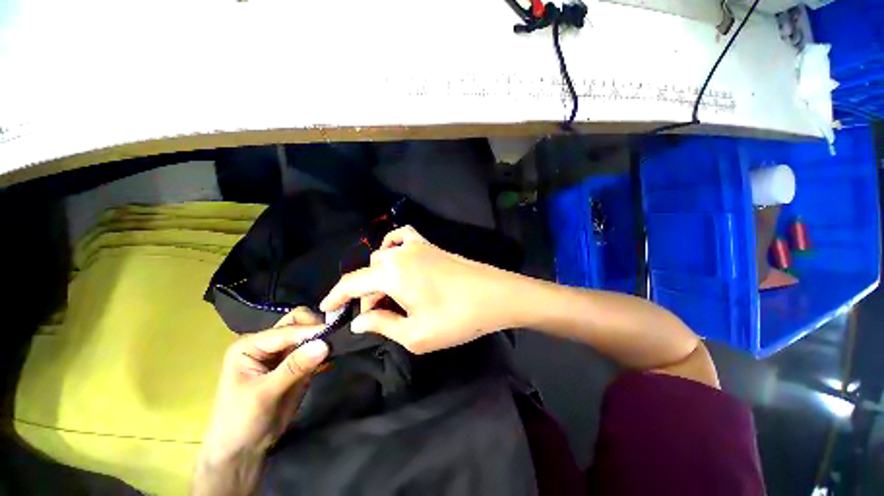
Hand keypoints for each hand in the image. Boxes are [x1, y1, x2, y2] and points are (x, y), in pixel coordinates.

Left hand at [193, 308, 328, 494]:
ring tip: (337, 347)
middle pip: (297, 324)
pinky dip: (323, 354)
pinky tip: (331, 362)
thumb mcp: (265, 394)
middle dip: (315, 328)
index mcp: (251, 345)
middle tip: (334, 338)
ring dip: (321, 340)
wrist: (242, 452)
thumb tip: (324, 344)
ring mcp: (282, 355)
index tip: (333, 335)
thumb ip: (294, 367)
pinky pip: (313, 352)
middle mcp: (267, 344)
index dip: (310, 331)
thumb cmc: (241, 421)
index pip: (287, 330)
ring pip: (307, 336)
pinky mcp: (295, 366)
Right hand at [320, 226, 522, 353]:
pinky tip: (397, 260)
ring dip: (379, 275)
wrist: (495, 296)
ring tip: (388, 296)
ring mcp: (417, 246)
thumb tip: (358, 321)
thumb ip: (382, 325)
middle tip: (375, 315)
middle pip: (369, 271)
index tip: (327, 310)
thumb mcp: (415, 334)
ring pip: (384, 256)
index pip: (352, 282)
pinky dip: (393, 247)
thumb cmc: (456, 319)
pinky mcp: (431, 246)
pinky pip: (403, 237)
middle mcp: (400, 254)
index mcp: (392, 274)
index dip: (335, 296)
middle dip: (365, 293)